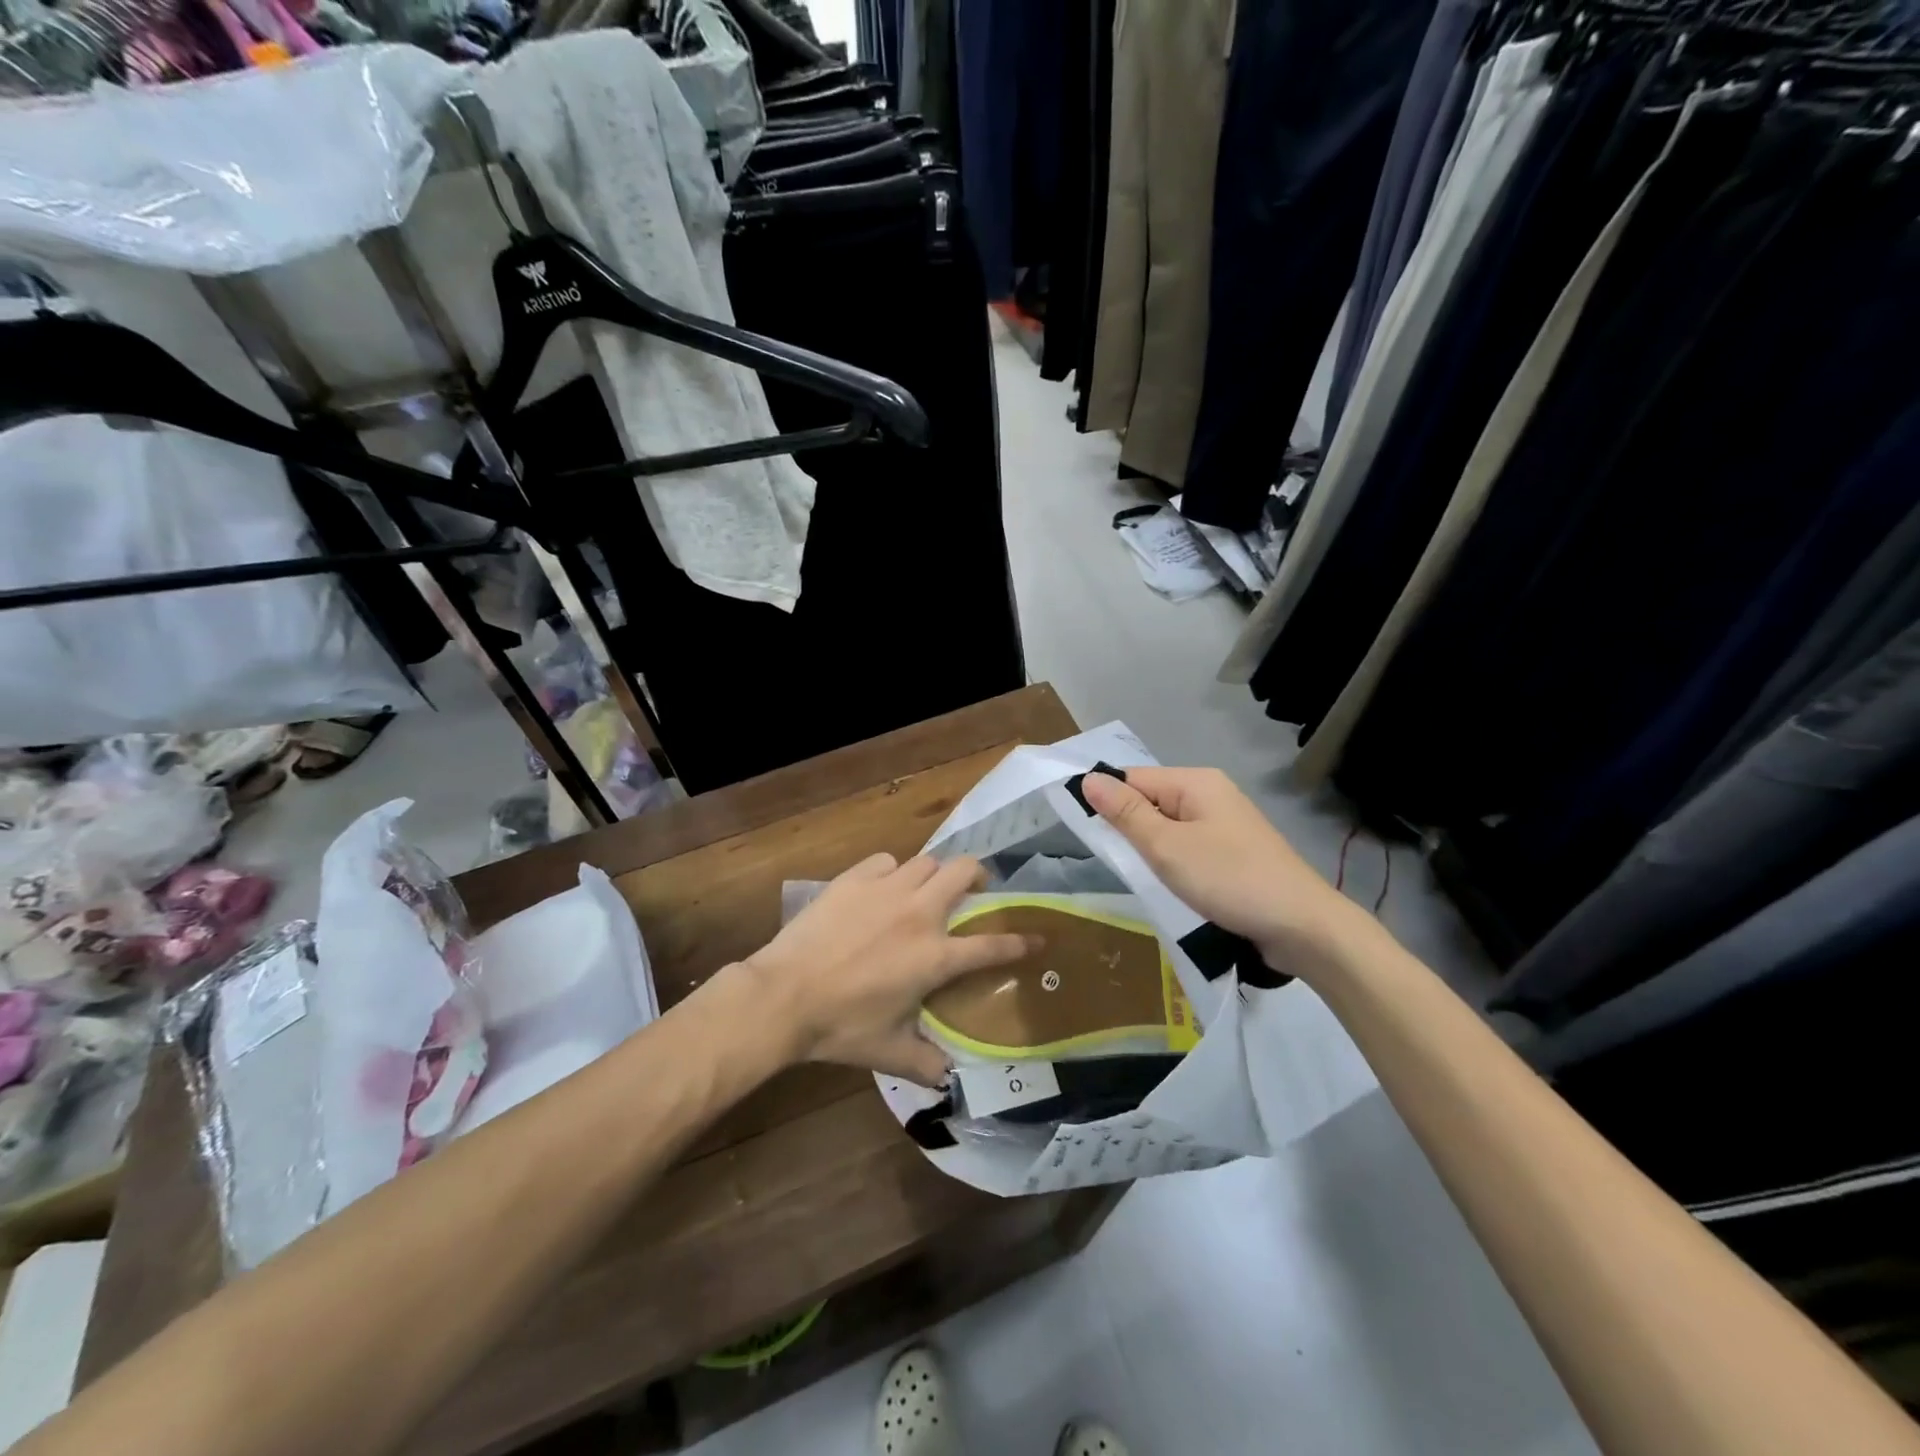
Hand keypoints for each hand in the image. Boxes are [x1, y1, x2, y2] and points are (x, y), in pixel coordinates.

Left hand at [739, 853, 1035, 1086]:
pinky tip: (881, 890)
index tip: (1038, 937)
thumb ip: (927, 1063)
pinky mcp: (854, 879)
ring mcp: (886, 890)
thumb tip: (950, 1079)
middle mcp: (919, 913)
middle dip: (977, 876)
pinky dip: (891, 872)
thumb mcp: (889, 1053)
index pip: (992, 946)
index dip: (1020, 942)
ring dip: (933, 875)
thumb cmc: (841, 1026)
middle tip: (972, 892)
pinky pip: (885, 861)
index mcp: (934, 956)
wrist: (783, 997)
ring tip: (924, 891)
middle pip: (964, 871)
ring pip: (926, 861)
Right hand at [1081, 767, 1360, 976]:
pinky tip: (1170, 884)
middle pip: (1151, 801)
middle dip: (1130, 829)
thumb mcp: (1167, 847)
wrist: (1303, 927)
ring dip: (1151, 850)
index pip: (1132, 779)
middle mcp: (1212, 794)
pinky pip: (1189, 847)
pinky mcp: (1234, 853)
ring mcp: (1226, 825)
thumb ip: (1126, 814)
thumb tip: (1088, 779)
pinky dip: (1173, 863)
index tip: (1088, 837)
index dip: (1107, 803)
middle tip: (1116, 862)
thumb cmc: (1229, 879)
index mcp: (1196, 782)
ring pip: (1169, 827)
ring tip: (1142, 876)